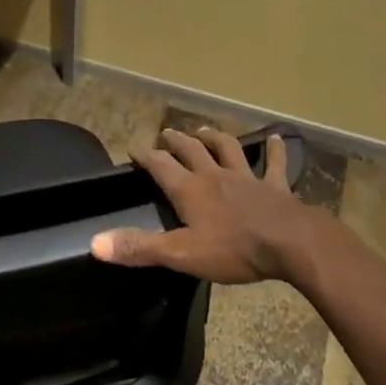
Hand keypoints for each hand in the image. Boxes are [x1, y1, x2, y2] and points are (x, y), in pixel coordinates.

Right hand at [91, 127, 321, 284]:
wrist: (290, 242)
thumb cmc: (233, 249)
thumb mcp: (181, 254)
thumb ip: (139, 247)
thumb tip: (95, 242)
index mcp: (190, 190)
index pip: (160, 166)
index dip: (145, 156)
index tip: (133, 148)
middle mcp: (214, 175)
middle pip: (191, 150)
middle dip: (175, 141)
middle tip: (166, 133)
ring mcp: (247, 177)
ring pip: (227, 149)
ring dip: (214, 137)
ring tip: (204, 130)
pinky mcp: (275, 186)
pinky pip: (274, 165)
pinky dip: (274, 151)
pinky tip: (277, 139)